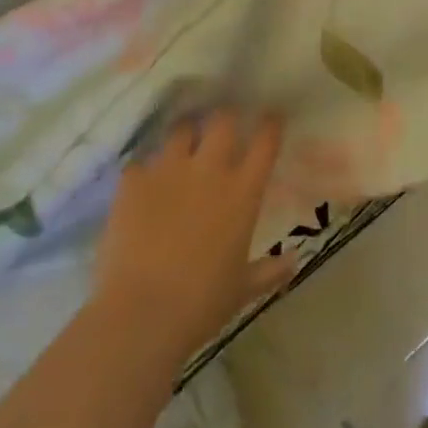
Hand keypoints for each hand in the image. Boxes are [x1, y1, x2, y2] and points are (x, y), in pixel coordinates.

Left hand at [93, 110, 293, 366]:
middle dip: (226, 117)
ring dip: (185, 134)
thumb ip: (269, 271)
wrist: (142, 312)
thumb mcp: (242, 288)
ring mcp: (168, 171)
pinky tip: (141, 184)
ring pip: (180, 131)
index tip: (272, 115)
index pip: (265, 143)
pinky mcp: (133, 182)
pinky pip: (140, 163)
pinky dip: (144, 171)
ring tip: (182, 142)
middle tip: (224, 123)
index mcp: (242, 193)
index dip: (270, 125)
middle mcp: (209, 170)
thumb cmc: (202, 303)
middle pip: (223, 121)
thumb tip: (294, 262)